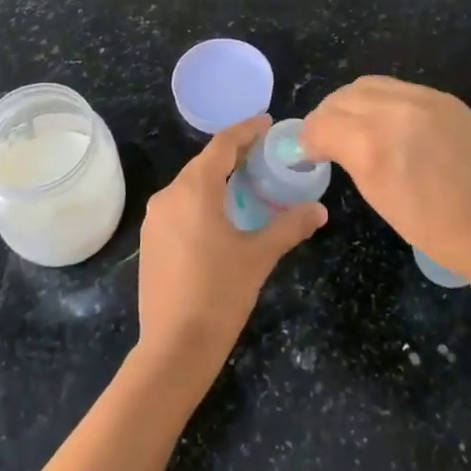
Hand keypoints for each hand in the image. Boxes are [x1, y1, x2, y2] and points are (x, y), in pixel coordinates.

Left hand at [136, 116, 326, 371]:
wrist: (173, 349)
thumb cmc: (219, 295)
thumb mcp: (259, 257)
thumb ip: (289, 226)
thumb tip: (319, 210)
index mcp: (194, 189)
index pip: (222, 145)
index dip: (246, 130)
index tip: (267, 122)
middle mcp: (169, 195)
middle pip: (205, 163)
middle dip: (234, 155)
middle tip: (264, 154)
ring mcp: (155, 218)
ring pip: (190, 185)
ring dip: (218, 179)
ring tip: (247, 183)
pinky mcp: (151, 240)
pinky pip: (180, 206)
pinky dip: (202, 200)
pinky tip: (222, 216)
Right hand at [302, 77, 470, 281]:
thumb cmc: (442, 233)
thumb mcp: (381, 199)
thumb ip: (350, 159)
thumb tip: (327, 145)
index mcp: (373, 142)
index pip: (322, 123)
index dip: (307, 139)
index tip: (307, 153)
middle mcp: (394, 108)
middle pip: (341, 98)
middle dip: (326, 117)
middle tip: (325, 140)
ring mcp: (423, 98)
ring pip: (368, 85)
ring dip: (351, 104)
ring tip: (354, 128)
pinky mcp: (445, 98)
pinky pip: (398, 89)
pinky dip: (381, 101)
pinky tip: (388, 124)